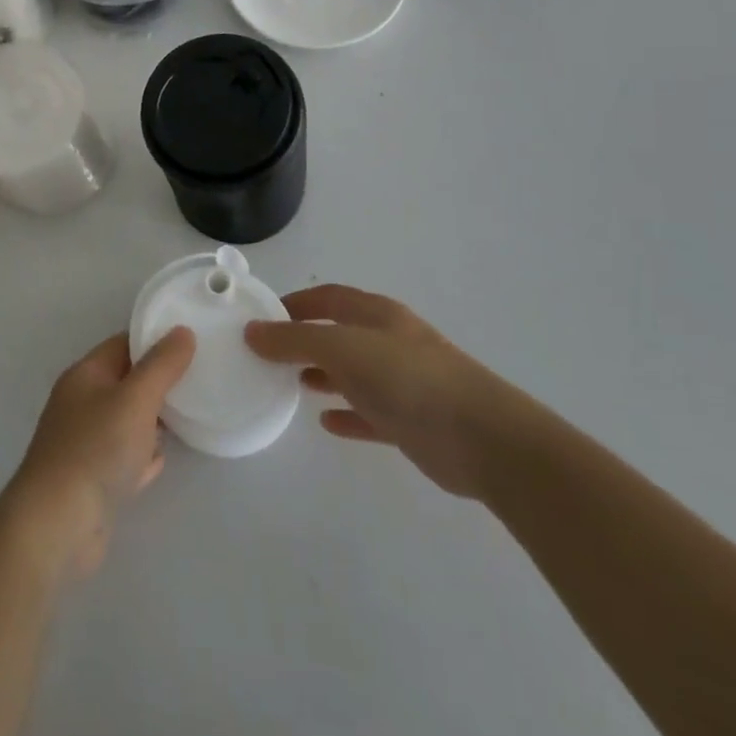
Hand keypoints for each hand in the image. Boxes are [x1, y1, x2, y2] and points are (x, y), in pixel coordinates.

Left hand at [0, 329, 195, 577]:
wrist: (57, 525)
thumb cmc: (97, 449)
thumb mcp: (136, 398)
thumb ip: (162, 365)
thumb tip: (183, 331)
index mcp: (85, 375)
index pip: (122, 344)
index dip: (154, 340)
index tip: (190, 342)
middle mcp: (80, 404)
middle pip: (125, 383)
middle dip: (158, 382)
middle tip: (197, 380)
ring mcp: (84, 444)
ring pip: (125, 421)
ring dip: (152, 421)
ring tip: (187, 416)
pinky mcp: (91, 481)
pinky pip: (123, 459)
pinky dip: (141, 457)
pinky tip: (159, 461)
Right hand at [246, 285, 534, 499]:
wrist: (483, 439)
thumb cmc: (408, 379)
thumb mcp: (342, 349)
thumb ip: (295, 340)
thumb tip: (252, 330)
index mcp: (376, 314)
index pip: (328, 297)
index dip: (296, 302)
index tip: (262, 317)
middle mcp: (389, 341)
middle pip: (340, 333)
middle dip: (306, 340)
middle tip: (270, 355)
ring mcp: (403, 382)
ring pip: (354, 373)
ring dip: (324, 375)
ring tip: (291, 383)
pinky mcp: (412, 422)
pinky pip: (370, 413)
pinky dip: (347, 413)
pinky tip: (326, 422)